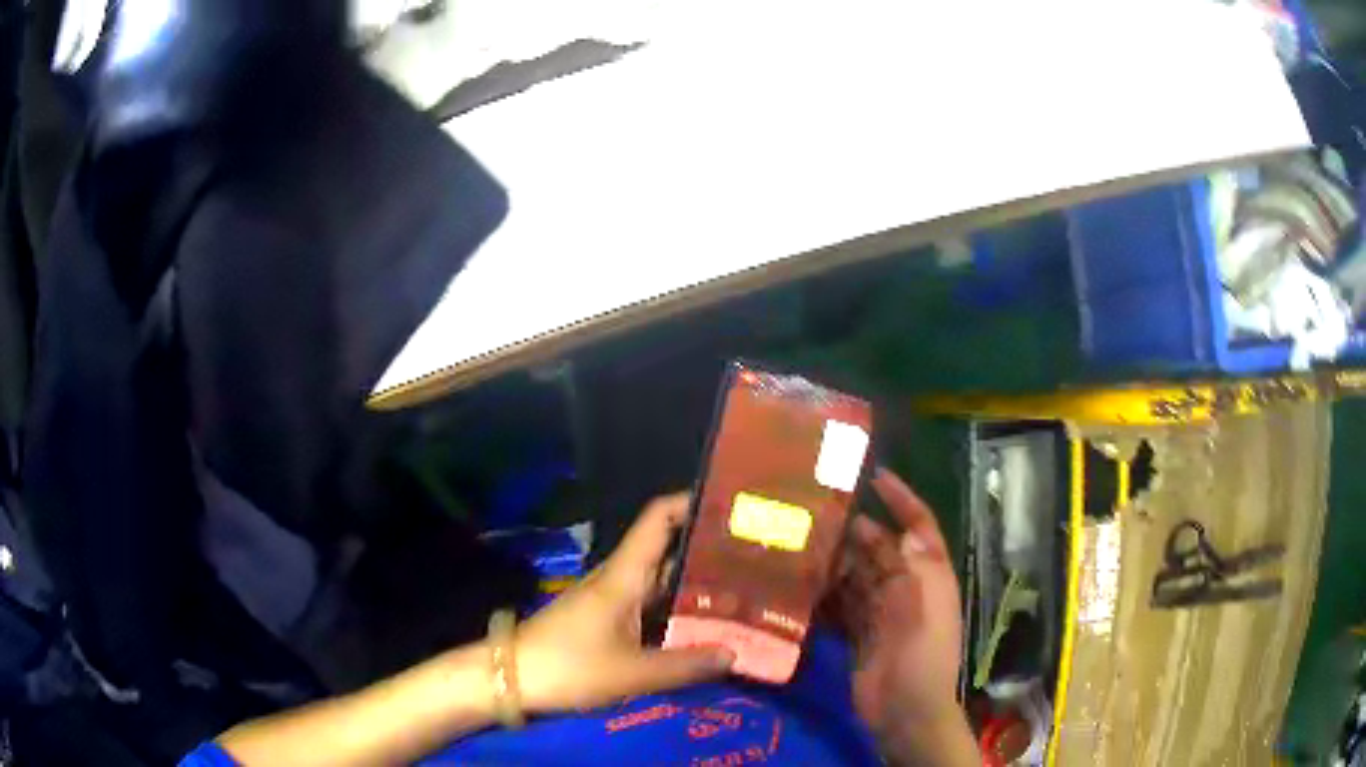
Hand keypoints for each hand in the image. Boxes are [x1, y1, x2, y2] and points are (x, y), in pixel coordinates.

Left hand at [513, 494, 734, 712]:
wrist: (511, 679)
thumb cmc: (569, 666)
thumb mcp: (632, 672)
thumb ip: (685, 665)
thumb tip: (735, 654)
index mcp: (624, 575)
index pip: (658, 518)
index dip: (690, 502)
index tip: (730, 505)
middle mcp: (619, 579)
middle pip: (667, 551)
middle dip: (707, 552)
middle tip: (754, 561)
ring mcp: (609, 600)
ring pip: (659, 582)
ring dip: (694, 585)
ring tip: (740, 594)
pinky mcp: (603, 621)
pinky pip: (648, 606)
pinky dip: (675, 611)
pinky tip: (699, 629)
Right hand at [825, 469, 975, 762]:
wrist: (904, 712)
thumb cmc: (921, 656)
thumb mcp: (923, 608)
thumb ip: (911, 569)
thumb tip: (901, 530)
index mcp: (929, 575)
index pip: (919, 525)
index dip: (902, 498)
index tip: (874, 476)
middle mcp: (906, 587)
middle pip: (879, 548)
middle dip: (853, 530)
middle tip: (813, 511)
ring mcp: (881, 612)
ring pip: (855, 575)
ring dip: (833, 562)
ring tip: (798, 542)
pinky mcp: (858, 634)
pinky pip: (840, 606)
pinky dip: (823, 595)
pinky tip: (798, 585)